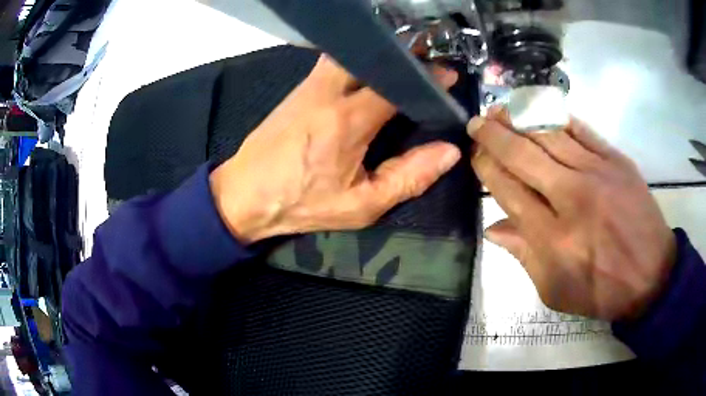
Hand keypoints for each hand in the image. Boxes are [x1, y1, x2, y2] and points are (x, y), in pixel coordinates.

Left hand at [210, 55, 460, 243]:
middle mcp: (327, 91)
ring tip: (403, 65)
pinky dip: (358, 62)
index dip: (427, 77)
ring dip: (379, 56)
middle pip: (372, 56)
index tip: (447, 75)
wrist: (245, 193)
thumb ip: (408, 177)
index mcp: (348, 120)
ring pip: (351, 55)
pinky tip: (370, 73)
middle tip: (426, 61)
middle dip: (403, 55)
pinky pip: (334, 64)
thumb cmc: (301, 203)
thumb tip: (448, 152)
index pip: (397, 85)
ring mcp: (309, 85)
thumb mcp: (361, 204)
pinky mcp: (298, 89)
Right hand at [469, 108, 676, 320]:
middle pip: (523, 155)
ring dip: (520, 118)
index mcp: (553, 238)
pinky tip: (540, 110)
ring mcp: (597, 173)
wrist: (651, 276)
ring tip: (501, 109)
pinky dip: (557, 117)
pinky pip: (581, 130)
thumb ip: (524, 256)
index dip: (486, 168)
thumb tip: (493, 228)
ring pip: (550, 134)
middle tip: (476, 123)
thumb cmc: (601, 291)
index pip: (509, 191)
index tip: (474, 154)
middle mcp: (572, 198)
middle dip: (494, 135)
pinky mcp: (617, 160)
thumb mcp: (555, 291)